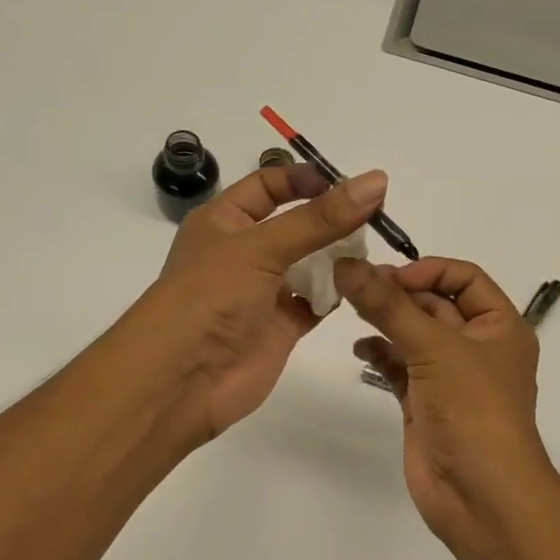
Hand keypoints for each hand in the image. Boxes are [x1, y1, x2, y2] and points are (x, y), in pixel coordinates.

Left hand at [129, 163, 387, 445]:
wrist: (183, 379)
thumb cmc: (211, 297)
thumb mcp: (262, 247)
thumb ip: (320, 219)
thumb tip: (376, 181)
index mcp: (224, 221)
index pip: (268, 186)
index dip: (304, 180)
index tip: (349, 186)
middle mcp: (244, 252)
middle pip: (296, 225)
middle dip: (331, 221)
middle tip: (376, 219)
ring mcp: (263, 292)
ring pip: (310, 265)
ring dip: (338, 258)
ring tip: (373, 251)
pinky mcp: (281, 326)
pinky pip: (315, 302)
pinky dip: (337, 295)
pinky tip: (362, 286)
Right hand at [335, 257, 552, 550]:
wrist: (479, 495)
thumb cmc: (473, 410)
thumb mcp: (435, 348)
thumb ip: (388, 306)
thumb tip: (347, 264)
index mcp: (500, 327)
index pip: (465, 278)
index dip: (427, 271)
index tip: (386, 277)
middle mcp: (477, 347)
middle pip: (434, 305)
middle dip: (397, 294)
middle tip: (354, 286)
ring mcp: (450, 377)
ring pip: (414, 336)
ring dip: (385, 322)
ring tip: (350, 312)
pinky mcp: (425, 403)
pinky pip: (400, 367)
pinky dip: (381, 355)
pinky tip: (361, 350)